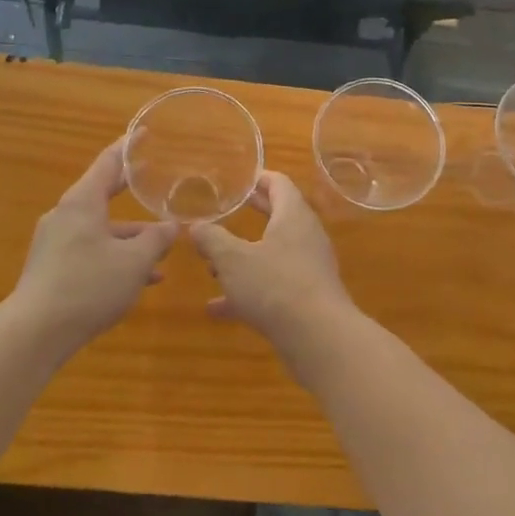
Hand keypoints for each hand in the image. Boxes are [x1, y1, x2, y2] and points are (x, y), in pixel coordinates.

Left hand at [13, 141, 177, 349]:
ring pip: (101, 229)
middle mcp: (66, 215)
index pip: (108, 163)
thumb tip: (171, 226)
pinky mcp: (53, 267)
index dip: (128, 147)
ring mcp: (56, 242)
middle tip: (154, 180)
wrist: (34, 333)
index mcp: (82, 202)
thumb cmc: (88, 285)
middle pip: (103, 194)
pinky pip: (91, 250)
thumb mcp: (134, 262)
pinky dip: (115, 256)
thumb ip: (156, 240)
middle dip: (131, 192)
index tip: (143, 132)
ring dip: (131, 237)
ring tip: (162, 249)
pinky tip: (142, 279)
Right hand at [191, 173, 358, 358]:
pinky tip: (218, 308)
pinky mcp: (306, 297)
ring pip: (272, 254)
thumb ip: (212, 240)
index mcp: (293, 215)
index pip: (279, 184)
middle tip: (227, 209)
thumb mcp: (232, 259)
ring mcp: (308, 268)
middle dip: (252, 214)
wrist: (318, 337)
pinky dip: (248, 290)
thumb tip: (196, 227)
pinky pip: (273, 285)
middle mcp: (305, 236)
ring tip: (212, 264)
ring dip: (244, 257)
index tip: (239, 179)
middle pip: (278, 216)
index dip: (259, 178)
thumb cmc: (275, 285)